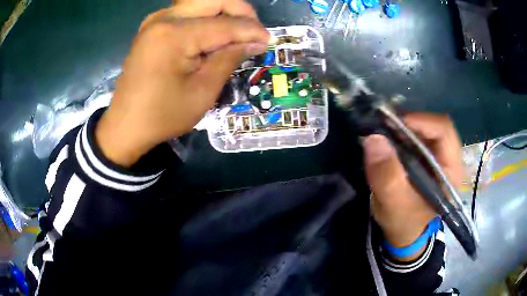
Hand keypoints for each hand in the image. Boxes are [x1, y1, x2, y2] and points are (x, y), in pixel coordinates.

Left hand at [96, 4, 269, 166]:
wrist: (125, 125)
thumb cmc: (162, 115)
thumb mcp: (202, 92)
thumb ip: (229, 58)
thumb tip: (257, 41)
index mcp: (174, 34)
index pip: (225, 23)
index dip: (252, 30)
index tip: (269, 41)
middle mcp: (164, 18)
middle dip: (240, 11)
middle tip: (253, 32)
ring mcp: (156, 20)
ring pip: (201, 2)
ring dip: (224, 13)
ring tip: (236, 35)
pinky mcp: (153, 27)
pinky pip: (187, 13)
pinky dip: (206, 19)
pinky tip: (213, 37)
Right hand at [363, 113, 462, 260]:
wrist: (403, 232)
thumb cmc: (403, 222)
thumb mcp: (393, 204)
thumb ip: (386, 176)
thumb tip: (374, 139)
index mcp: (451, 171)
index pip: (444, 132)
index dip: (421, 121)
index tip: (394, 123)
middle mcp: (449, 159)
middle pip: (435, 126)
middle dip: (410, 122)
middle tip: (385, 125)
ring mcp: (438, 156)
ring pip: (425, 128)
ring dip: (404, 126)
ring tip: (384, 131)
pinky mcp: (427, 156)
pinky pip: (417, 136)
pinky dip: (402, 133)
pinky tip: (389, 138)